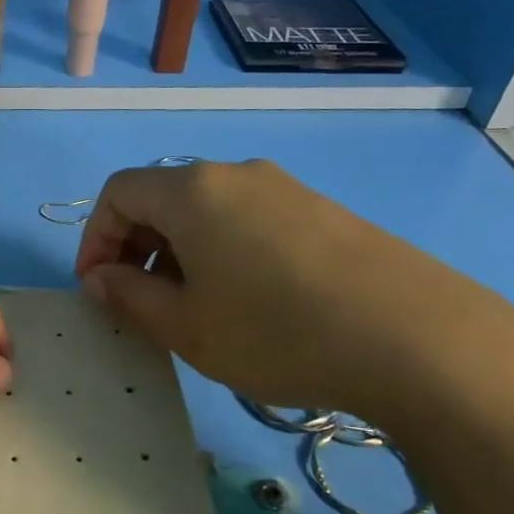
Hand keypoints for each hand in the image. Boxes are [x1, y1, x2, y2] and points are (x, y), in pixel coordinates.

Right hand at [73, 159, 513, 424]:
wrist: (417, 339)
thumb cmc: (276, 331)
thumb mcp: (185, 326)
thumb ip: (129, 297)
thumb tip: (101, 278)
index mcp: (192, 191)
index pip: (118, 193)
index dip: (96, 238)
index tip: (99, 288)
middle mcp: (235, 174)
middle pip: (162, 197)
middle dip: (136, 247)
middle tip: (140, 302)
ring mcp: (285, 189)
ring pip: (207, 211)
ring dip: (180, 252)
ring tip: (193, 307)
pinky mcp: (323, 212)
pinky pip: (249, 220)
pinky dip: (224, 251)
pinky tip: (248, 301)